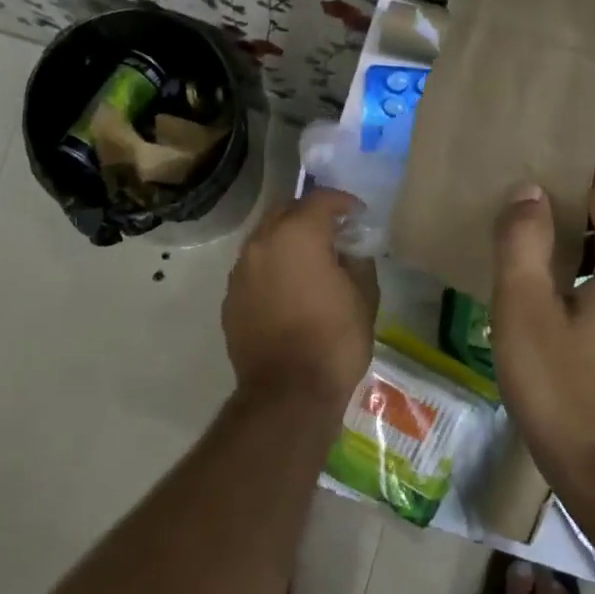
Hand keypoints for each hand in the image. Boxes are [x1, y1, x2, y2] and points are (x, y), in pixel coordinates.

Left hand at [223, 187, 377, 406]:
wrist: (288, 393)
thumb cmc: (334, 341)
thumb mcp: (364, 297)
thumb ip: (358, 260)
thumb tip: (350, 249)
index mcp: (297, 235)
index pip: (320, 200)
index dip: (343, 202)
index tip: (358, 215)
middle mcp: (261, 243)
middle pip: (285, 211)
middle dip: (309, 215)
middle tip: (332, 233)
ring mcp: (240, 271)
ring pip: (264, 239)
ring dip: (287, 241)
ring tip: (309, 262)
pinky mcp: (230, 298)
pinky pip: (253, 269)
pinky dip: (272, 269)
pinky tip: (288, 290)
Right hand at [490, 167, 594, 481]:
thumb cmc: (560, 387)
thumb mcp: (523, 310)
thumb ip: (522, 241)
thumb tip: (528, 192)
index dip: (569, 176)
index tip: (524, 187)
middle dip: (570, 206)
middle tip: (516, 219)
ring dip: (578, 238)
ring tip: (527, 251)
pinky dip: (592, 266)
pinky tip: (553, 289)